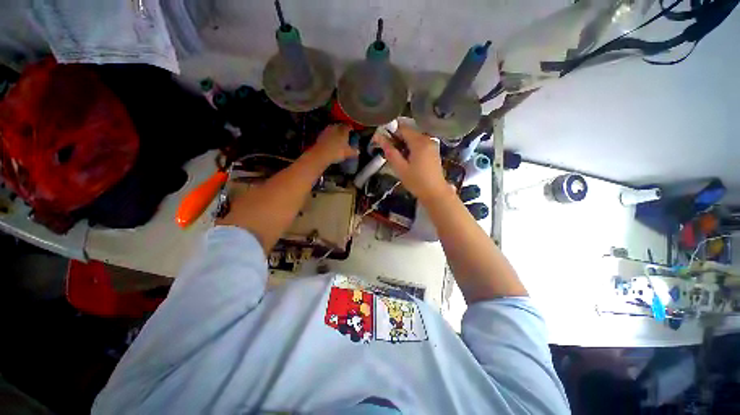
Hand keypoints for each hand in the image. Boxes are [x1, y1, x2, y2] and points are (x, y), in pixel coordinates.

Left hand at [309, 124, 357, 165]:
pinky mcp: (320, 135)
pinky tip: (331, 142)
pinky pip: (327, 134)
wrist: (321, 154)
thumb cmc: (337, 152)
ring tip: (338, 138)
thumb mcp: (348, 153)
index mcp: (343, 130)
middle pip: (340, 126)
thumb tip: (358, 151)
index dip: (351, 128)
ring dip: (335, 132)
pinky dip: (330, 137)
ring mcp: (327, 130)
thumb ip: (354, 151)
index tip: (352, 131)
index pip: (348, 126)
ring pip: (333, 129)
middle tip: (345, 135)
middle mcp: (335, 127)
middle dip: (342, 129)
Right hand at [374, 124, 449, 201]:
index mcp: (419, 142)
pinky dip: (411, 148)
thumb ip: (390, 151)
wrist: (436, 193)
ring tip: (399, 159)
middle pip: (408, 132)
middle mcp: (427, 139)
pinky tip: (408, 160)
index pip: (402, 128)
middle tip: (390, 153)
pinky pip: (419, 143)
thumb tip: (378, 137)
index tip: (383, 143)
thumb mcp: (400, 168)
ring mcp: (432, 144)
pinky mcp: (433, 150)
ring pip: (413, 138)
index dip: (390, 132)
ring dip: (403, 145)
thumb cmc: (417, 182)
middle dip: (397, 140)